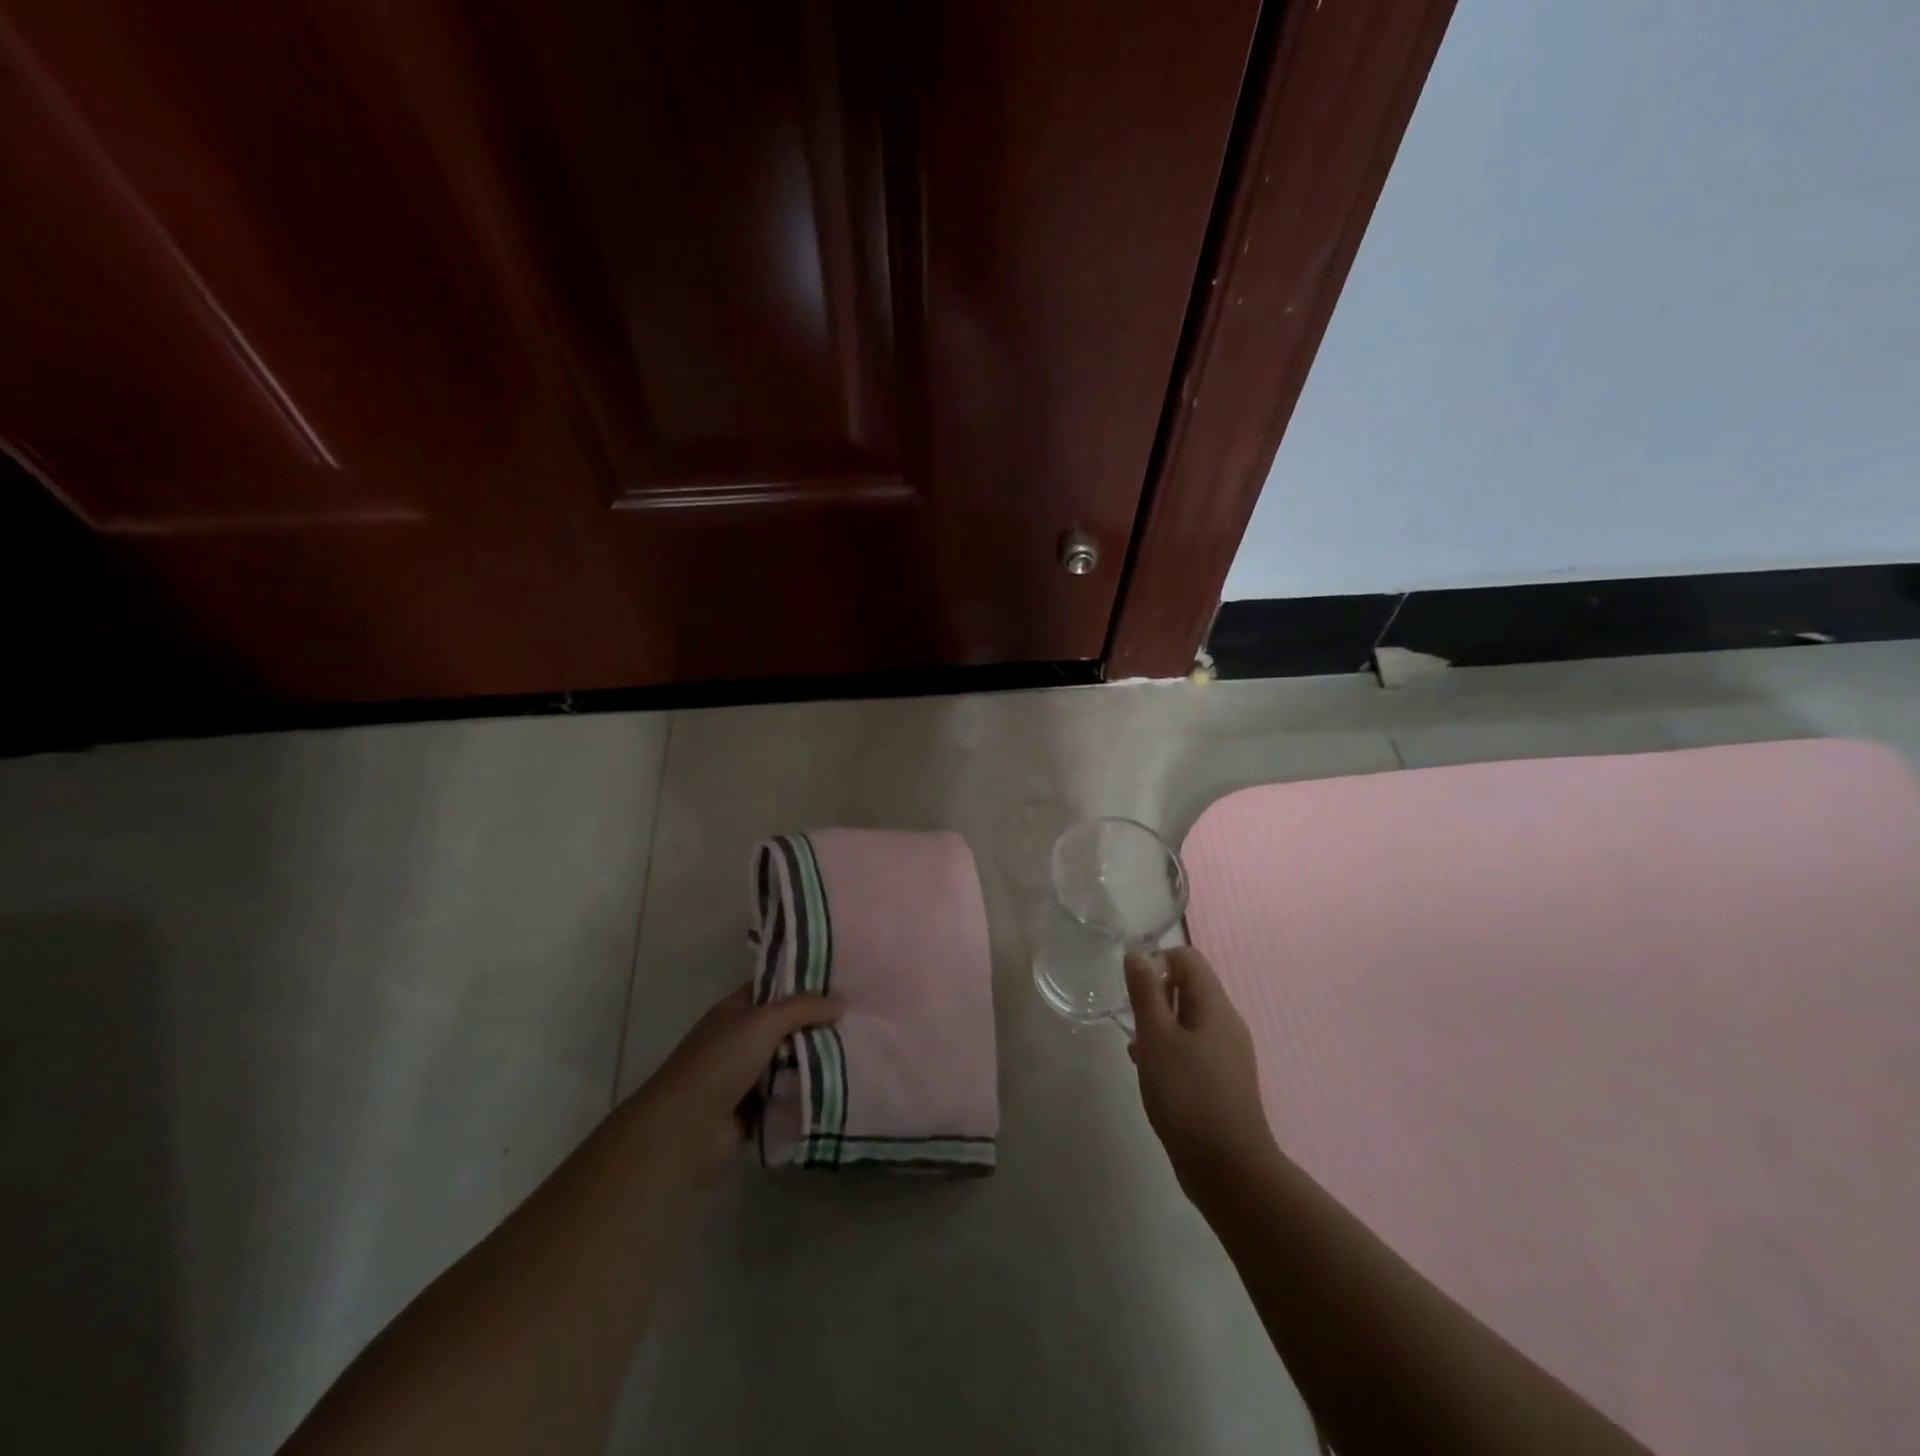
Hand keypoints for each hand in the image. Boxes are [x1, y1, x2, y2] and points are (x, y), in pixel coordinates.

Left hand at [631, 985, 840, 1183]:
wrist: (686, 1130)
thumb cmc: (720, 1063)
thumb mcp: (763, 1022)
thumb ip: (802, 1008)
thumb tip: (839, 1003)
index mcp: (736, 1010)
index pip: (774, 986)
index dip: (804, 981)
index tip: (842, 980)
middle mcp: (742, 1038)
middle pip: (788, 1024)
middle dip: (818, 1022)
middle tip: (860, 1016)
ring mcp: (749, 1075)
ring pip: (792, 1059)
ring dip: (818, 1058)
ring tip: (859, 1049)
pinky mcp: (757, 1108)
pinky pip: (790, 1092)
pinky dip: (809, 1090)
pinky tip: (843, 1082)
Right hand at [1126, 948, 1279, 1202]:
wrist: (1228, 1169)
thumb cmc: (1187, 1095)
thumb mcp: (1156, 1038)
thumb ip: (1145, 993)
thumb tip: (1138, 953)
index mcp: (1214, 1006)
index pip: (1186, 957)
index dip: (1156, 961)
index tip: (1132, 990)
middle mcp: (1226, 1022)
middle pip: (1188, 986)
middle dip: (1155, 995)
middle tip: (1132, 1022)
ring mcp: (1227, 1052)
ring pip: (1188, 1019)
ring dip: (1159, 1024)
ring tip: (1136, 1049)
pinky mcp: (1222, 1079)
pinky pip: (1192, 1046)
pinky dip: (1169, 1049)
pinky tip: (1150, 1072)